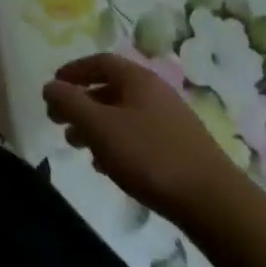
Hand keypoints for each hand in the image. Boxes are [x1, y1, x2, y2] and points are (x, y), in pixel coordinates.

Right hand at [43, 52, 248, 223]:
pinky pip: (139, 136)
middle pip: (110, 89)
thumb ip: (69, 102)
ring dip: (97, 126)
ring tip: (79, 147)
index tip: (53, 88)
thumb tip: (50, 86)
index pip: (99, 62)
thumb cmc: (149, 156)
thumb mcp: (99, 126)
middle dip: (81, 103)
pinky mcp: (181, 150)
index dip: (73, 71)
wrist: (215, 204)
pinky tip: (108, 166)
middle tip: (59, 121)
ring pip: (124, 115)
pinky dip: (117, 144)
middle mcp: (156, 94)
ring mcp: (172, 122)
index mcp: (138, 79)